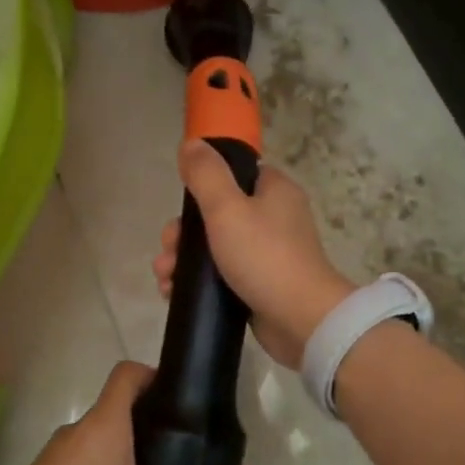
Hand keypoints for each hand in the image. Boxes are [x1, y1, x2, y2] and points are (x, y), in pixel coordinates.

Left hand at [0, 361, 247, 464]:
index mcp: (102, 427)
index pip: (128, 373)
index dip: (158, 376)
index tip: (187, 402)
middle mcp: (76, 434)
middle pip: (120, 410)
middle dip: (156, 426)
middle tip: (189, 458)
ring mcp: (55, 462)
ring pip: (103, 443)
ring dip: (133, 457)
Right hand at [152, 141, 355, 368]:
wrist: (300, 319)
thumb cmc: (264, 257)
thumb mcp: (227, 209)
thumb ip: (206, 174)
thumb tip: (191, 144)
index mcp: (274, 191)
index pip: (235, 174)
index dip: (203, 187)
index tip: (181, 209)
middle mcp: (275, 218)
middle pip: (217, 214)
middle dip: (183, 234)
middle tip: (167, 253)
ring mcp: (269, 253)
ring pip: (215, 247)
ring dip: (183, 260)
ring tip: (164, 279)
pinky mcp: (261, 284)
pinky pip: (222, 275)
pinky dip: (198, 282)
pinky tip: (173, 293)